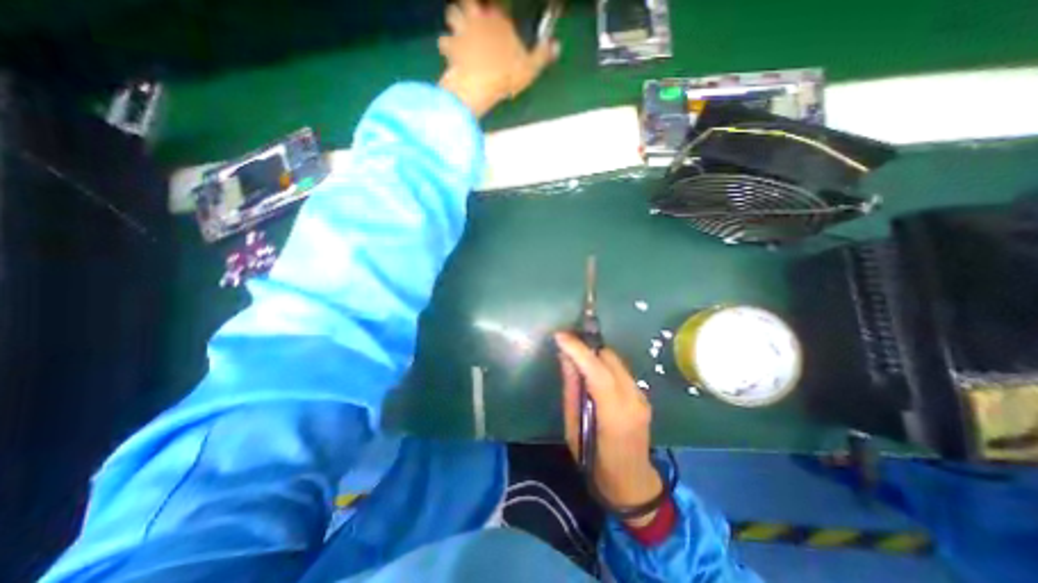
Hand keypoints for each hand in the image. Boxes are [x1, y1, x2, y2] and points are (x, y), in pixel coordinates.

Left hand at [437, 0, 560, 116]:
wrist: (480, 83)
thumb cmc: (507, 73)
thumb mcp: (530, 68)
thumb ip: (543, 54)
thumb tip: (557, 45)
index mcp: (500, 19)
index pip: (497, 5)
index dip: (496, 10)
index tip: (497, 15)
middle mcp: (479, 17)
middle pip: (469, 1)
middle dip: (469, 8)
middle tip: (472, 19)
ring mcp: (462, 30)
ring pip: (452, 12)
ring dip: (454, 23)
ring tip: (460, 34)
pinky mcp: (450, 46)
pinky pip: (443, 41)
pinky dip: (446, 47)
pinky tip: (449, 56)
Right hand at [555, 331, 660, 525]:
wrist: (633, 483)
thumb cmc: (596, 463)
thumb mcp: (574, 429)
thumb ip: (571, 391)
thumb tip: (566, 359)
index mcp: (614, 415)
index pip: (597, 372)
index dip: (578, 350)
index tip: (560, 336)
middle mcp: (633, 400)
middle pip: (609, 359)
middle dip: (586, 348)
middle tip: (565, 344)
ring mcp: (642, 397)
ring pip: (616, 361)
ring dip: (595, 355)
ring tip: (576, 356)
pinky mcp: (643, 396)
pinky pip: (620, 370)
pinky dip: (604, 364)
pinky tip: (592, 371)